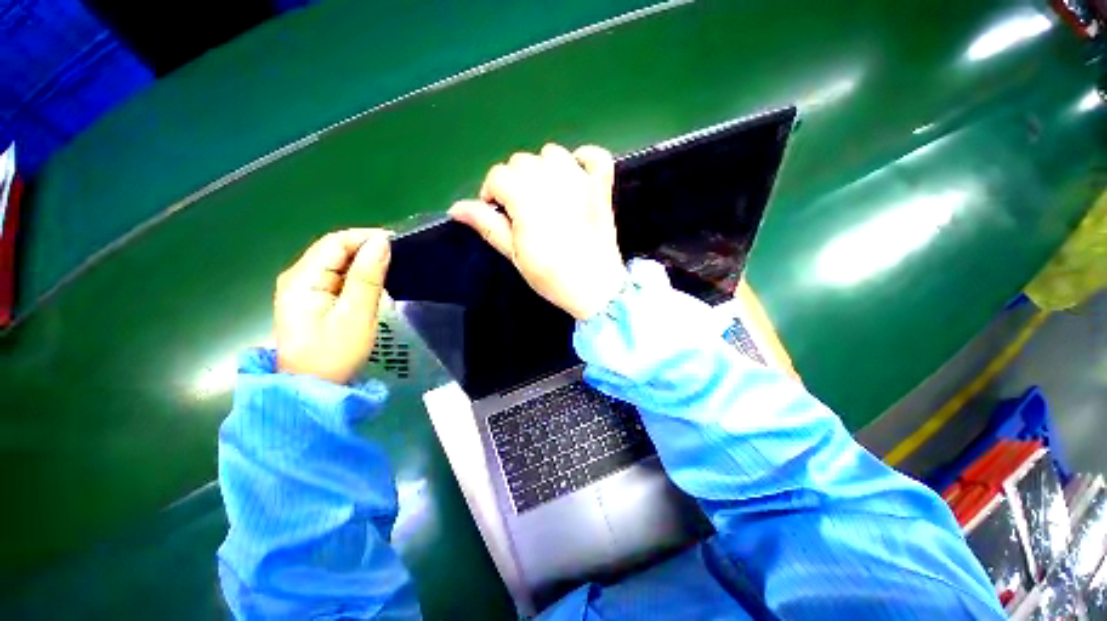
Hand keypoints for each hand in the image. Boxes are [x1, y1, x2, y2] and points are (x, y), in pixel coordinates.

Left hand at [274, 229, 390, 382]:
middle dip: (366, 248)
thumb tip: (382, 242)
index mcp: (303, 278)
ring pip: (336, 263)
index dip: (366, 237)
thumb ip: (368, 277)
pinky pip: (336, 277)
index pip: (335, 242)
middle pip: (334, 250)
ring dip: (363, 262)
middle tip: (399, 257)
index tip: (398, 243)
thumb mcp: (356, 315)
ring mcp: (302, 289)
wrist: (312, 389)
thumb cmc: (334, 354)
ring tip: (392, 269)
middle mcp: (297, 277)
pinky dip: (357, 276)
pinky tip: (374, 283)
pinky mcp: (311, 300)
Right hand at [449, 144, 627, 320]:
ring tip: (544, 196)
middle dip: (514, 182)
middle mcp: (553, 180)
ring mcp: (581, 180)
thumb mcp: (514, 253)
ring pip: (553, 153)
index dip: (491, 194)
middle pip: (522, 161)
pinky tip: (575, 176)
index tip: (498, 216)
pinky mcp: (602, 187)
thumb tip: (456, 207)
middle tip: (521, 212)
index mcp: (527, 196)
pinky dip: (583, 160)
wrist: (595, 288)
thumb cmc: (551, 276)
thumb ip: (487, 225)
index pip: (498, 175)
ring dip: (543, 169)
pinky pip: (595, 155)